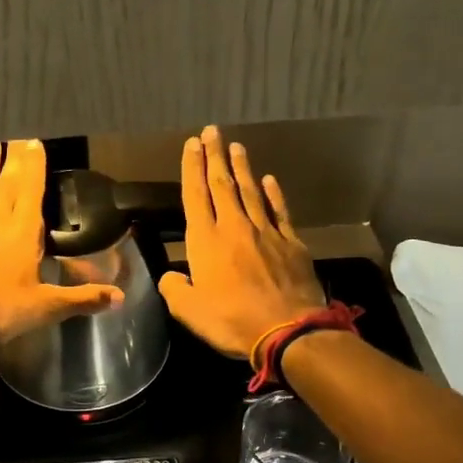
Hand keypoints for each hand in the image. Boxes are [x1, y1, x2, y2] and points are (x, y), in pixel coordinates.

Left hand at [0, 139, 122, 350]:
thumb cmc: (1, 313)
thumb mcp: (47, 308)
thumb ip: (83, 299)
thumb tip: (121, 297)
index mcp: (22, 233)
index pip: (32, 191)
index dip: (34, 165)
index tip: (34, 142)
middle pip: (6, 184)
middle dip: (13, 160)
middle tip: (15, 137)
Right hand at [158, 126, 325, 358]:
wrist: (289, 331)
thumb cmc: (232, 321)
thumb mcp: (188, 312)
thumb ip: (174, 289)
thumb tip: (170, 276)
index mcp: (205, 241)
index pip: (195, 195)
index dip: (192, 168)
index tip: (192, 145)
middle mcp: (234, 227)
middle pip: (222, 185)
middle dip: (215, 156)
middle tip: (211, 131)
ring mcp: (266, 232)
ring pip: (250, 191)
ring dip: (242, 167)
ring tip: (236, 146)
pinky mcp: (291, 243)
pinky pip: (279, 210)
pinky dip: (273, 193)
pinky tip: (269, 179)